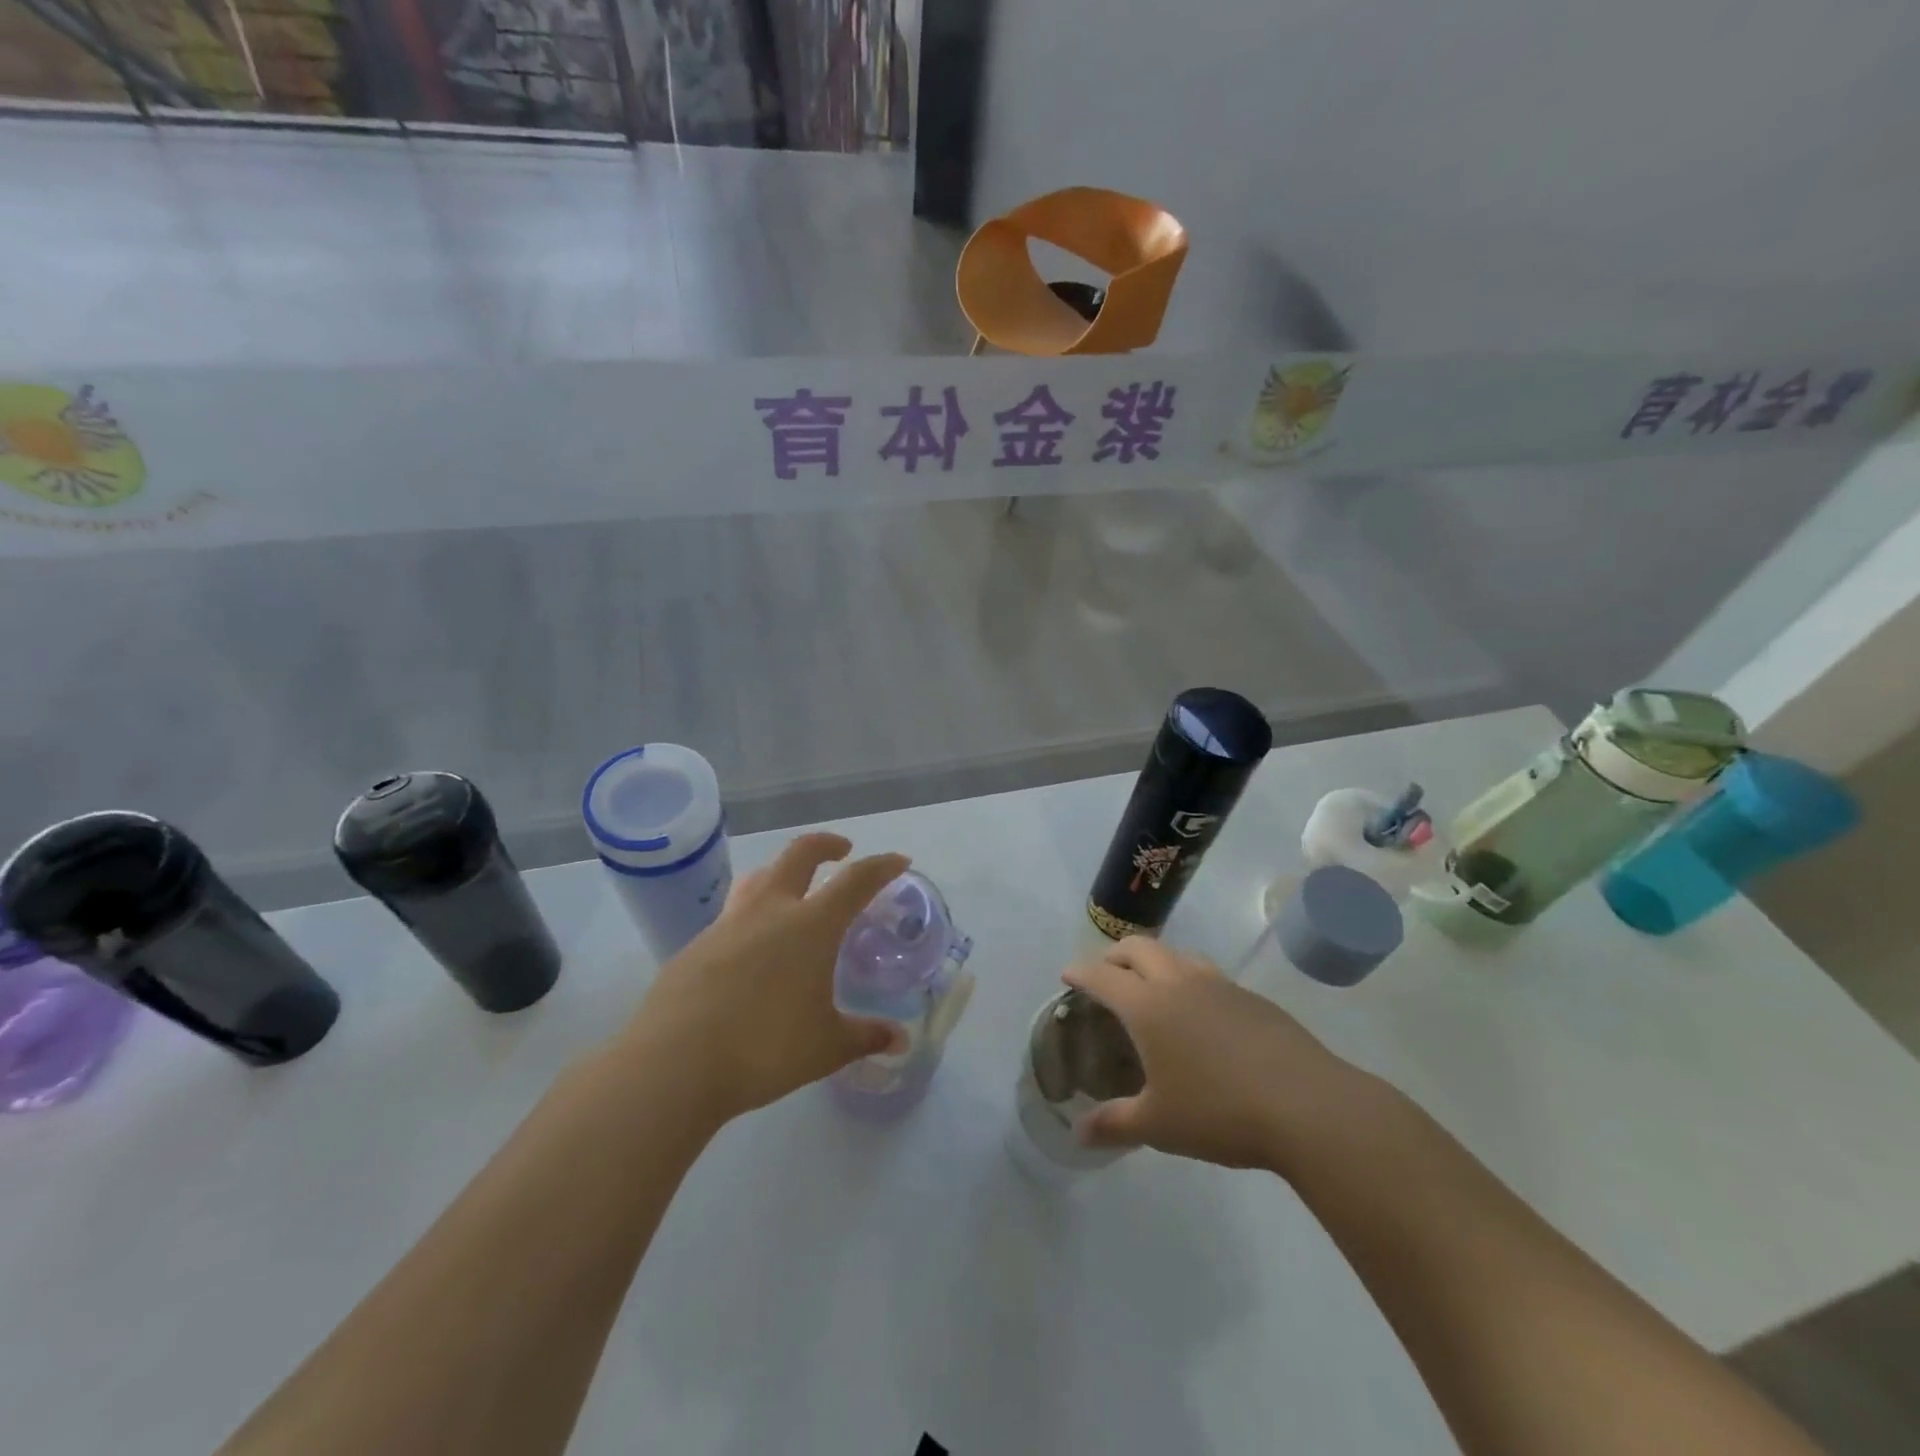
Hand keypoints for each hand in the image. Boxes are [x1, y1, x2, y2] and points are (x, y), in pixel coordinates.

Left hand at [624, 833, 908, 1124]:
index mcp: (810, 925)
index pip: (855, 880)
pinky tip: (751, 951)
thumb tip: (900, 1040)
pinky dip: (752, 917)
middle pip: (800, 854)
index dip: (881, 866)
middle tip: (842, 851)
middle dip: (826, 845)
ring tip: (792, 890)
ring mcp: (727, 924)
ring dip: (782, 872)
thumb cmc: (764, 1048)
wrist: (673, 1063)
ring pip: (759, 878)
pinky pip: (731, 916)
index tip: (898, 861)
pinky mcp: (694, 946)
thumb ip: (865, 1037)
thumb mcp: (826, 1047)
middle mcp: (770, 911)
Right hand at [1064, 937, 1368, 1173]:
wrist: (1307, 1106)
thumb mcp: (1159, 1125)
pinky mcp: (1251, 997)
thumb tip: (1078, 1134)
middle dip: (1114, 955)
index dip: (1080, 972)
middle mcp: (1179, 983)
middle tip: (1105, 974)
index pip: (1102, 976)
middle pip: (1138, 948)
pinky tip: (1200, 1013)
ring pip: (1176, 954)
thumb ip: (1114, 1124)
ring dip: (1155, 961)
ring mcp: (1219, 985)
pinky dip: (1188, 979)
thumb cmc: (1220, 1112)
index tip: (1067, 975)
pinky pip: (1208, 974)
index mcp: (1148, 1006)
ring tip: (1151, 986)